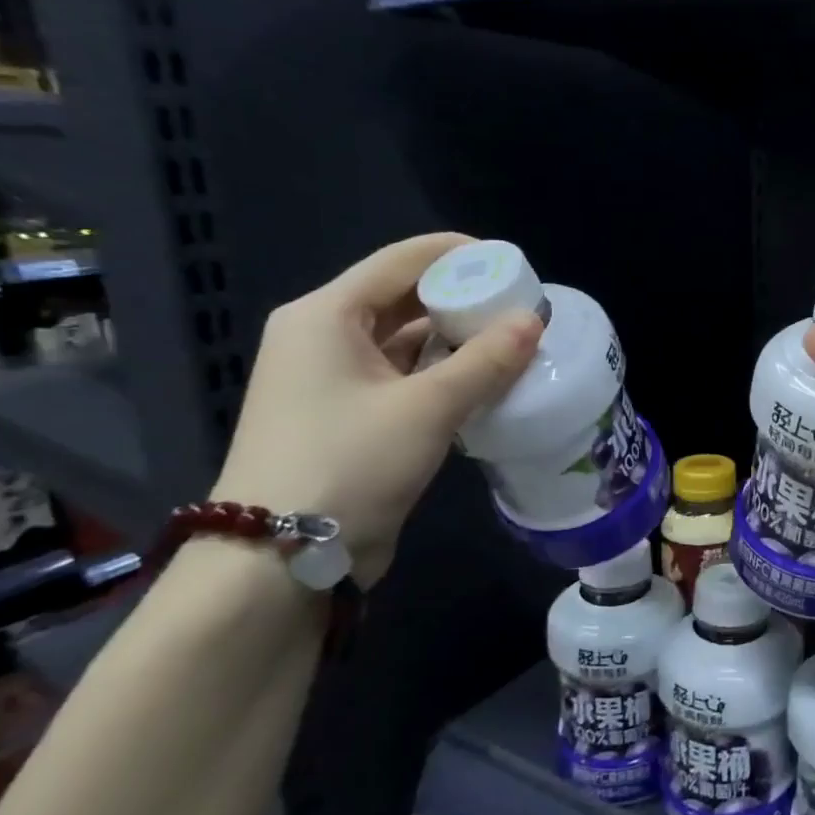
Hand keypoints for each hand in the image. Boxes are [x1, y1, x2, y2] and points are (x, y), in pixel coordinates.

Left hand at [213, 233, 542, 585]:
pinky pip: (404, 377)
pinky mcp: (350, 417)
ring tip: (515, 341)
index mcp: (326, 316)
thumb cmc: (349, 463)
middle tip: (522, 307)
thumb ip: (487, 360)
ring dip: (458, 339)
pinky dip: (444, 374)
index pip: (401, 260)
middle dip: (464, 298)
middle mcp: (324, 337)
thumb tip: (534, 319)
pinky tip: (487, 381)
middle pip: (403, 298)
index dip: (460, 254)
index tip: (514, 265)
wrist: (280, 560)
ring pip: (406, 341)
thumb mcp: (428, 408)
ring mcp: (334, 380)